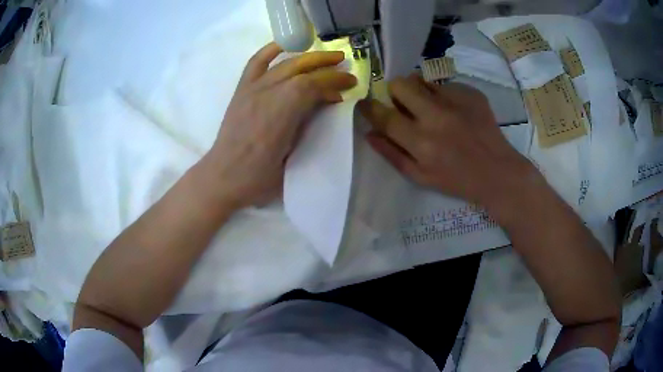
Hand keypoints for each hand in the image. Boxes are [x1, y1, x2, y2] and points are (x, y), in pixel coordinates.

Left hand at [203, 42, 356, 208]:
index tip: (350, 84)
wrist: (223, 177)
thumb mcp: (293, 156)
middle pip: (302, 69)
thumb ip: (309, 125)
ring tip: (323, 57)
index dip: (334, 82)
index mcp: (283, 111)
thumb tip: (324, 104)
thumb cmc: (259, 177)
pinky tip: (283, 46)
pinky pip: (256, 62)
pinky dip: (270, 50)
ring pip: (284, 63)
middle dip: (327, 64)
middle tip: (344, 65)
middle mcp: (268, 92)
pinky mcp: (241, 90)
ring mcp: (252, 88)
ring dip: (307, 57)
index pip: (314, 85)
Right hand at [358, 75, 543, 219]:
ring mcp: (455, 101)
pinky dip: (442, 95)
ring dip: (418, 91)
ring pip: (421, 79)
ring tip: (430, 106)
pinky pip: (445, 84)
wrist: (498, 172)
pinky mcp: (471, 93)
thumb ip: (392, 154)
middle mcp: (436, 117)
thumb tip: (369, 133)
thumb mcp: (420, 177)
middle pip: (400, 85)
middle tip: (403, 103)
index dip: (369, 107)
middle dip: (395, 92)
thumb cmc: (457, 180)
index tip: (365, 103)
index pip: (384, 116)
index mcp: (421, 142)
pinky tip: (454, 111)